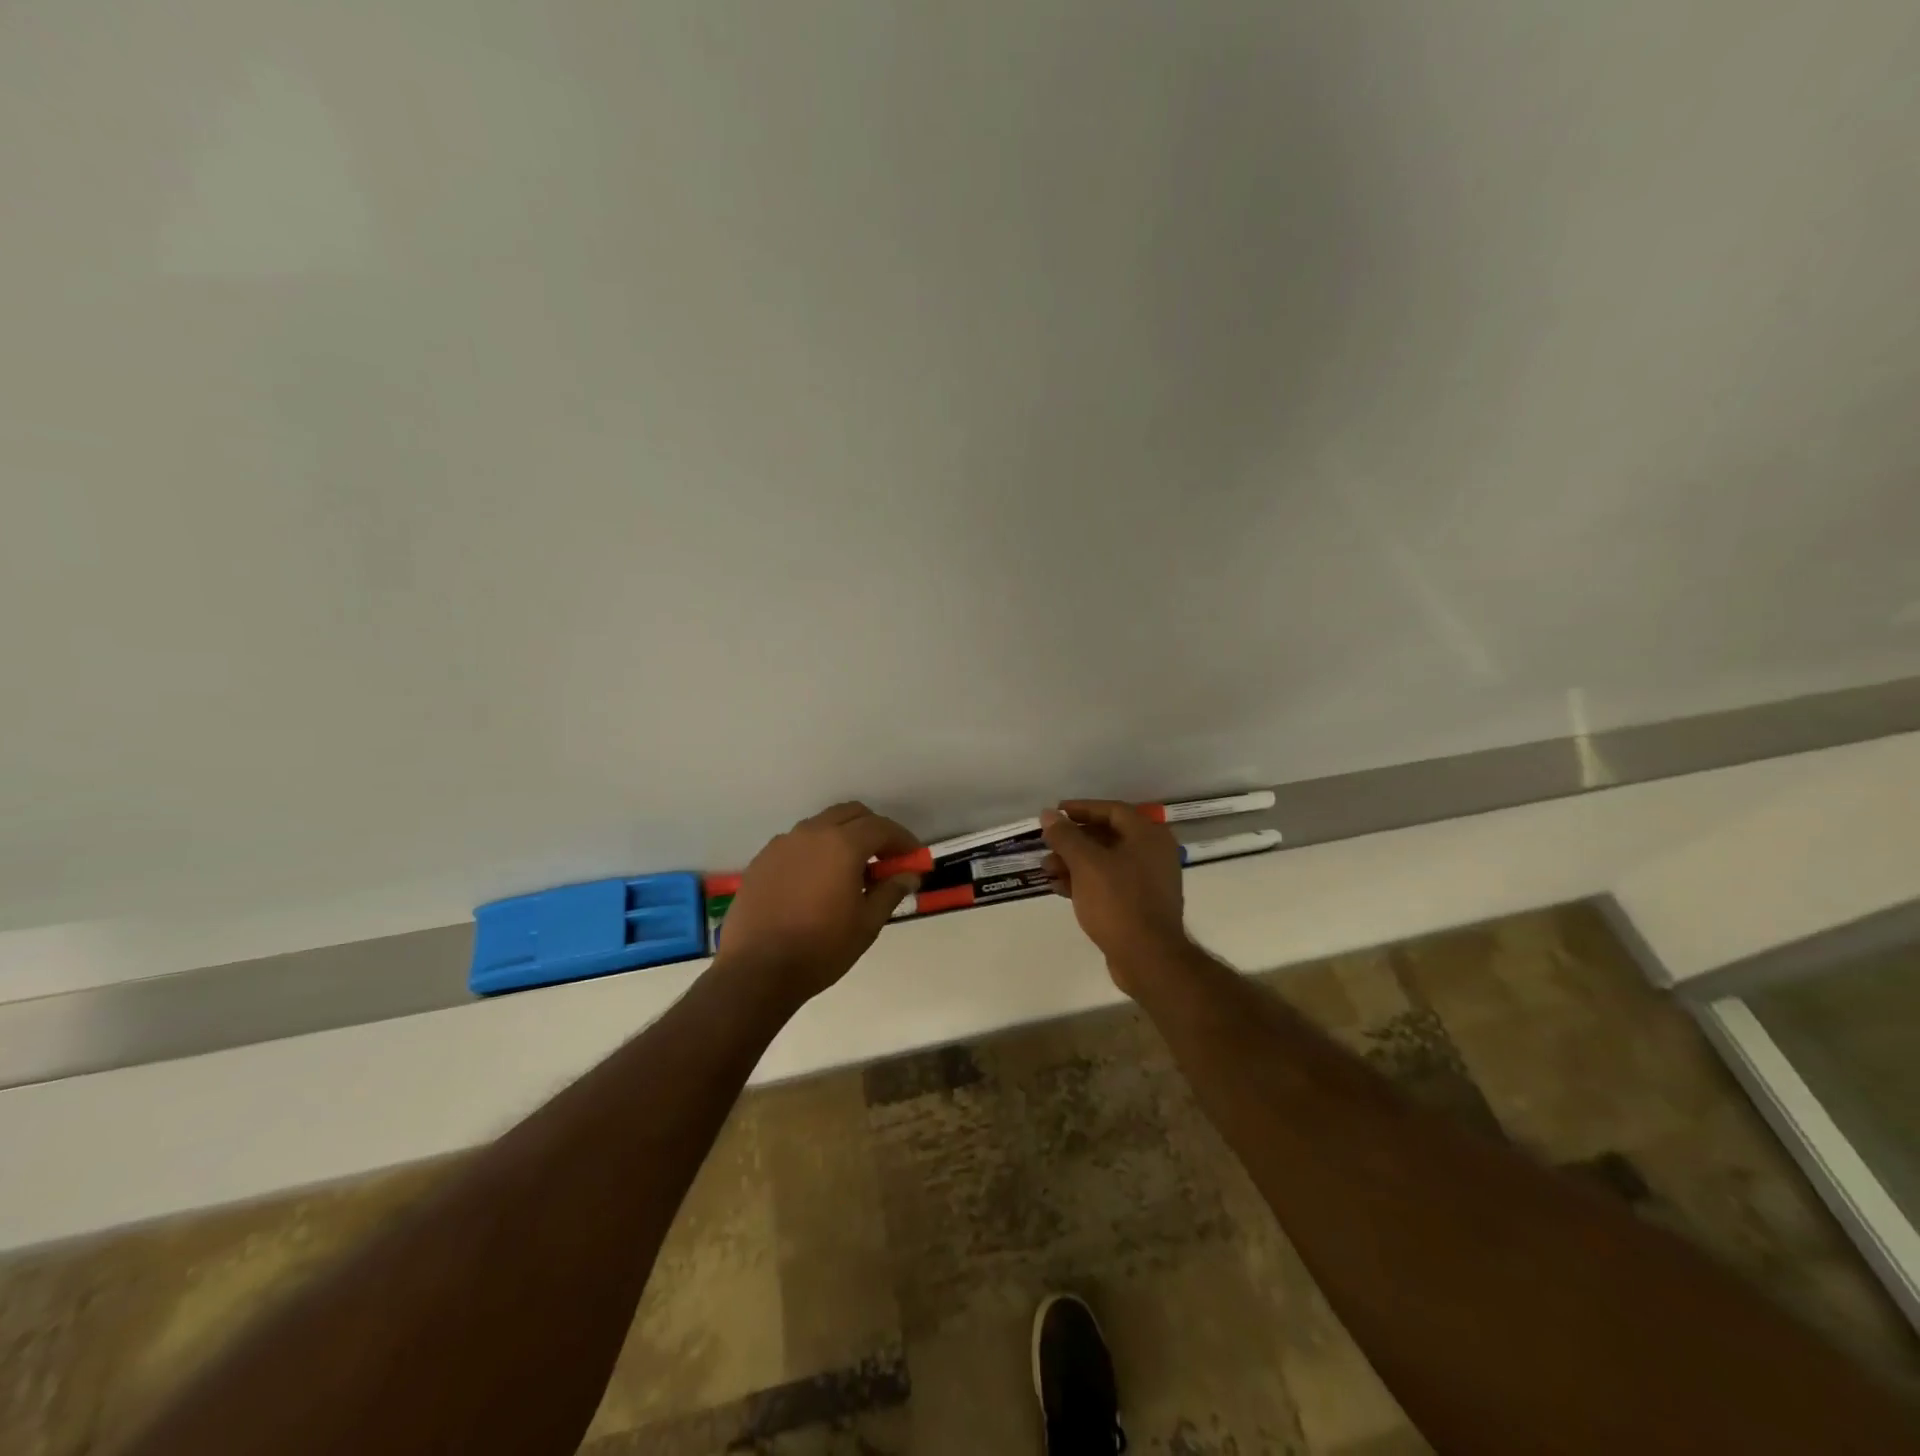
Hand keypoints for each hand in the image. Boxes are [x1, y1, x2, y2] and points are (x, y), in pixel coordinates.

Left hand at [715, 801, 921, 1005]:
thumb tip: (909, 875)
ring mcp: (782, 844)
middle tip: (884, 859)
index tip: (913, 858)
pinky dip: (815, 851)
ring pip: (821, 825)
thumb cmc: (821, 948)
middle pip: (850, 814)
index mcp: (842, 844)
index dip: (902, 840)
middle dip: (873, 830)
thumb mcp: (867, 924)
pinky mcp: (761, 861)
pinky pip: (796, 844)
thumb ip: (891, 891)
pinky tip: (816, 881)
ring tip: (850, 871)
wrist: (756, 971)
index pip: (881, 827)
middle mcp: (811, 833)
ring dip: (842, 837)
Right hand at [1041, 800, 1191, 995]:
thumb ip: (1066, 836)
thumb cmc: (1118, 901)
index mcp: (1148, 836)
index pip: (1112, 810)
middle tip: (1047, 844)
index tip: (1056, 813)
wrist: (1148, 958)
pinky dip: (1085, 882)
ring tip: (1047, 869)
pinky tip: (1059, 888)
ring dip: (1075, 862)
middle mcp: (1153, 854)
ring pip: (1106, 862)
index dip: (1081, 808)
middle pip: (1108, 836)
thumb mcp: (1086, 864)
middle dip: (1073, 840)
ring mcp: (1148, 881)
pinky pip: (1109, 884)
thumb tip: (1048, 815)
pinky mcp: (1140, 905)